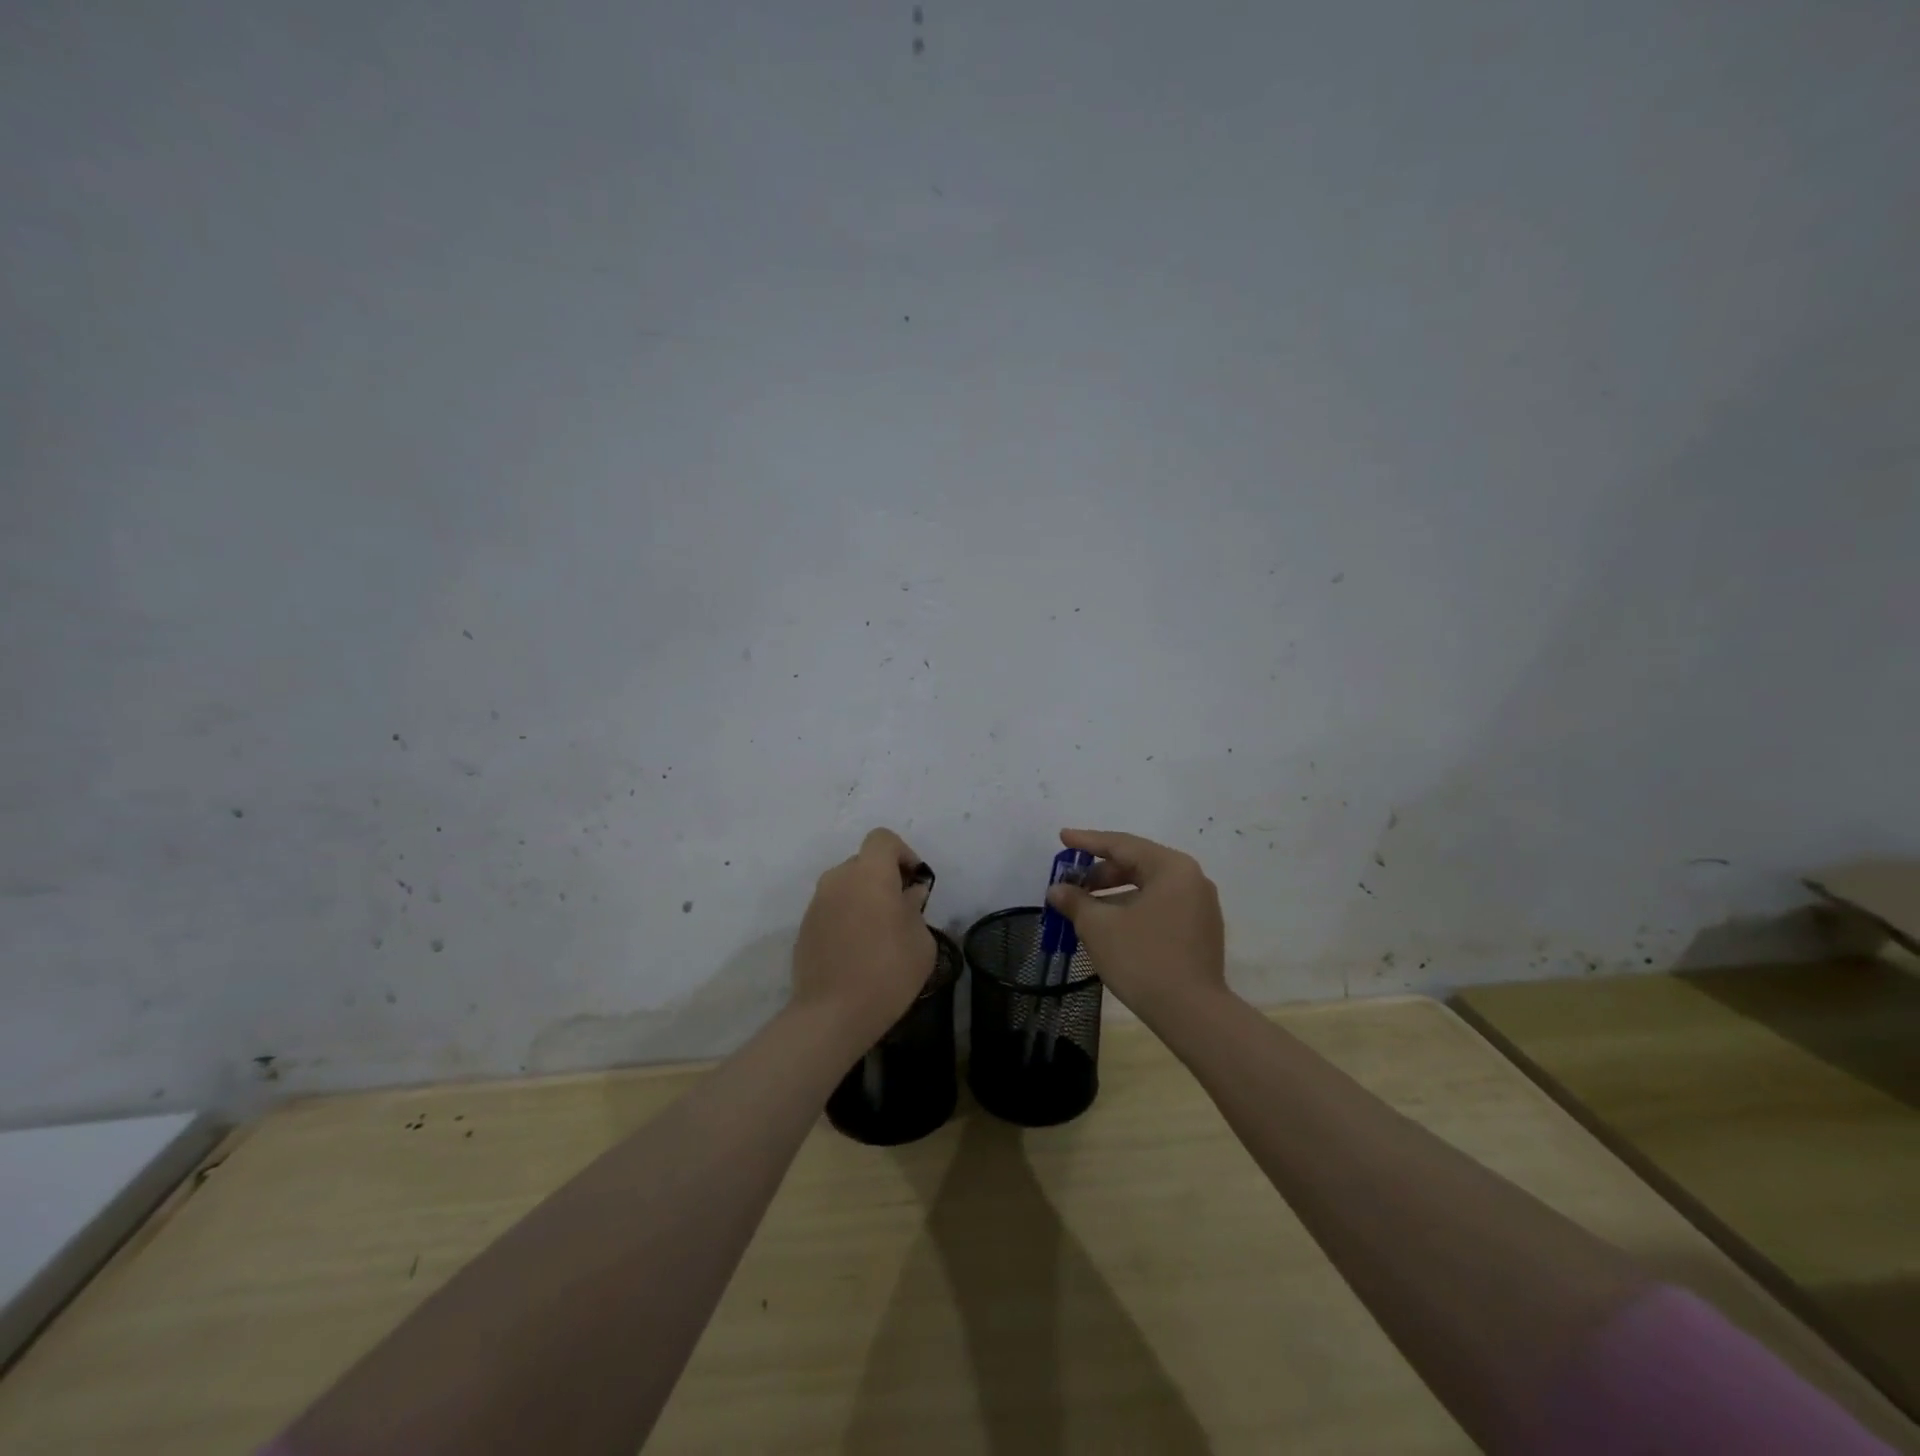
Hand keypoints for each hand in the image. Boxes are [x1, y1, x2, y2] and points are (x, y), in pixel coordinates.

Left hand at [793, 827, 936, 1042]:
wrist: (831, 1014)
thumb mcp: (921, 941)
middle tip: (900, 910)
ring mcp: (816, 903)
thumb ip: (915, 909)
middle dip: (883, 878)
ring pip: (846, 886)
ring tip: (879, 933)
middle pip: (863, 862)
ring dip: (863, 898)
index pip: (882, 839)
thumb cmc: (887, 972)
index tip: (914, 881)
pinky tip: (857, 950)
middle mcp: (838, 878)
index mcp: (869, 873)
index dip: (902, 853)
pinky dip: (846, 917)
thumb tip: (908, 896)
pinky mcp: (804, 927)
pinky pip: (832, 909)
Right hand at [1045, 828, 1227, 1024]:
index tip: (1063, 837)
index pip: (1122, 844)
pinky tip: (1111, 925)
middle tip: (1071, 882)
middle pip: (1138, 864)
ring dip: (1114, 894)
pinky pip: (1160, 907)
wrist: (1192, 1014)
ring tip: (1085, 908)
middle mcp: (1191, 879)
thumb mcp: (1099, 927)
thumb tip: (1057, 890)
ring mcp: (1200, 907)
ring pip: (1149, 888)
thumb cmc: (1143, 959)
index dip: (1087, 841)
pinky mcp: (1200, 932)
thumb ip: (1075, 901)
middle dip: (1101, 873)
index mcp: (1171, 867)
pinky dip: (1133, 909)